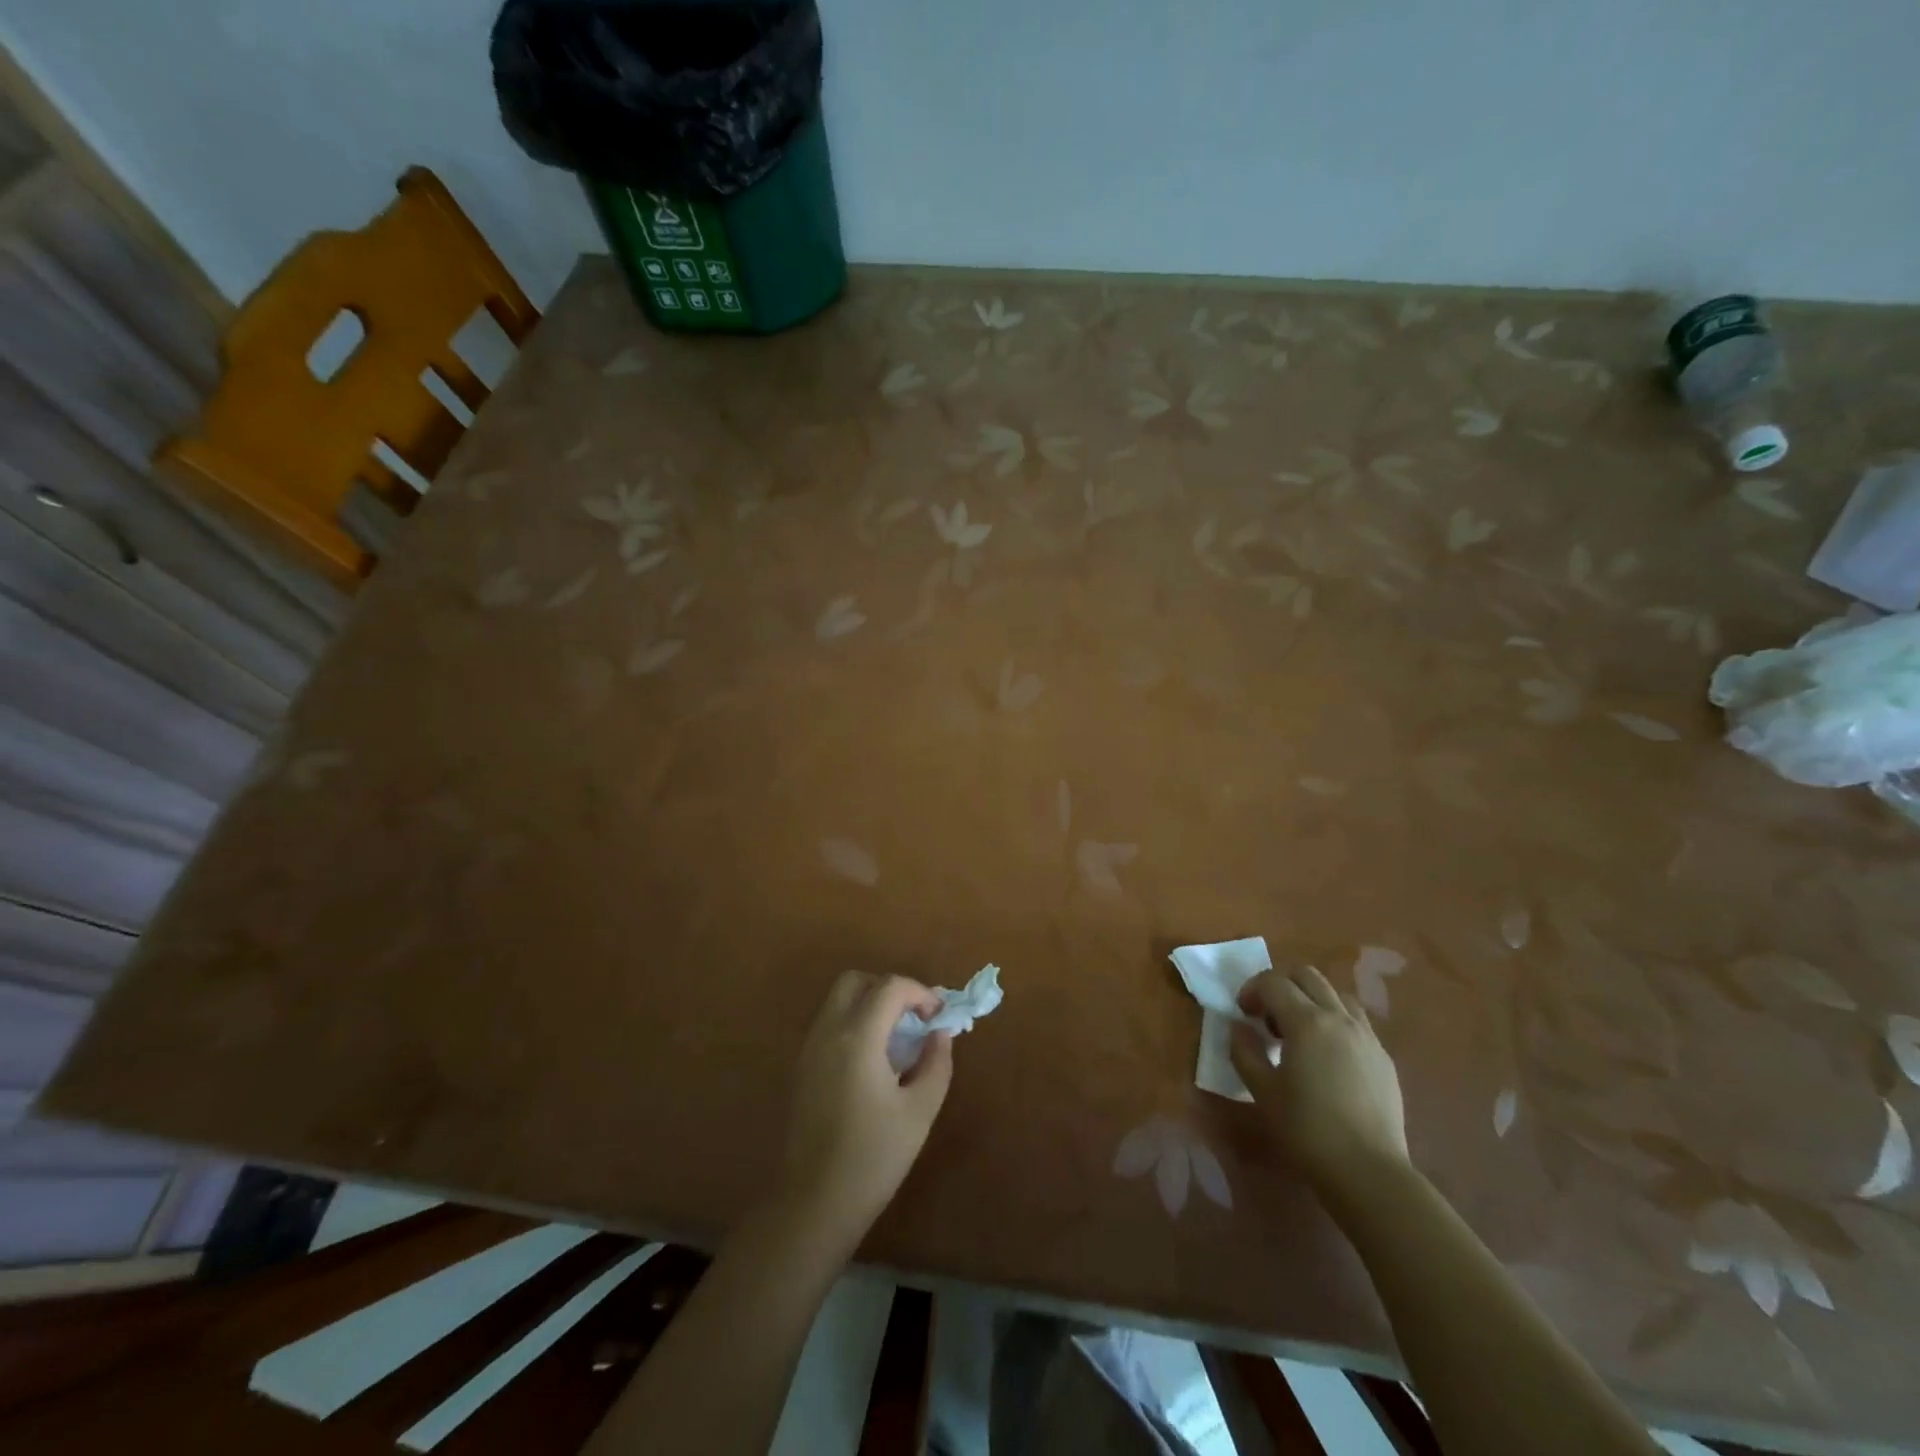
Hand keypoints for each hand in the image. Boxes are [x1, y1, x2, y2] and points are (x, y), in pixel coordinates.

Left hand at [780, 972, 953, 1247]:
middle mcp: (828, 1031)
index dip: (920, 993)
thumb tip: (940, 1034)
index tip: (938, 1017)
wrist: (814, 1203)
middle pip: (857, 981)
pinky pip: (830, 1024)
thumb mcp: (920, 1110)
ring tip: (897, 1040)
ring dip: (871, 1005)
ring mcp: (810, 1048)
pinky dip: (854, 1023)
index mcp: (858, 1037)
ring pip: (839, 1000)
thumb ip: (936, 1063)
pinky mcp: (802, 1066)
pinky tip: (874, 1061)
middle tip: (914, 1019)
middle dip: (890, 989)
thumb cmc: (874, 1157)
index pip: (890, 987)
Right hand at [1230, 963, 1408, 1196]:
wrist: (1369, 1172)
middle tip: (1268, 1018)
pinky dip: (1335, 1021)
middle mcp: (1339, 1017)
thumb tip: (1239, 1027)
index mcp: (1307, 1021)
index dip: (1251, 989)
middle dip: (1281, 986)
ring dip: (1311, 1000)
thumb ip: (1244, 1051)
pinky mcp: (1383, 1057)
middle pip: (1307, 975)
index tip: (1242, 1013)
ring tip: (1300, 1033)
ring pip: (1336, 994)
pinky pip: (1356, 1021)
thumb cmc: (1307, 1130)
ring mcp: (1367, 1036)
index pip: (1273, 981)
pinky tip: (1327, 1056)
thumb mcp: (1262, 1090)